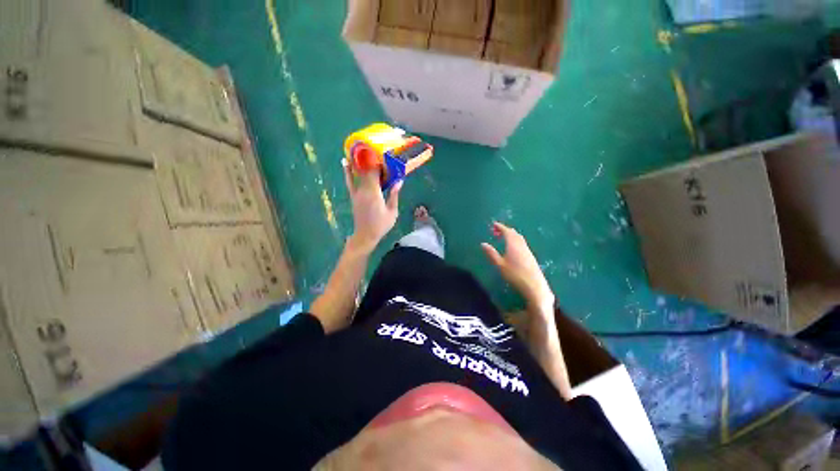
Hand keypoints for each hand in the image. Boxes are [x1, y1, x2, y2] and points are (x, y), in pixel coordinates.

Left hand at [343, 159, 401, 252]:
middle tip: (377, 152)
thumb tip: (399, 181)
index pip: (375, 173)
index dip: (379, 164)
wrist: (366, 235)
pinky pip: (349, 182)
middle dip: (371, 160)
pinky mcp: (353, 196)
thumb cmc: (381, 225)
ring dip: (359, 161)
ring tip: (360, 149)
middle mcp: (363, 190)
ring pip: (357, 173)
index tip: (386, 157)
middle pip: (366, 170)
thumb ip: (394, 195)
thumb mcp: (392, 211)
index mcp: (374, 193)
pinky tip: (345, 163)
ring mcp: (356, 193)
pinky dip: (347, 172)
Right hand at [481, 222, 554, 309]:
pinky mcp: (530, 256)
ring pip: (519, 238)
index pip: (507, 231)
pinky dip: (515, 240)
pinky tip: (512, 248)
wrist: (534, 286)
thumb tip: (483, 244)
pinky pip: (522, 243)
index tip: (494, 224)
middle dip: (505, 230)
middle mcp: (521, 245)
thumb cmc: (515, 275)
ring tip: (503, 238)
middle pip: (514, 233)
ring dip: (511, 235)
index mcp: (513, 245)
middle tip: (496, 231)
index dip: (500, 227)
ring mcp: (527, 251)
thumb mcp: (500, 265)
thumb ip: (491, 253)